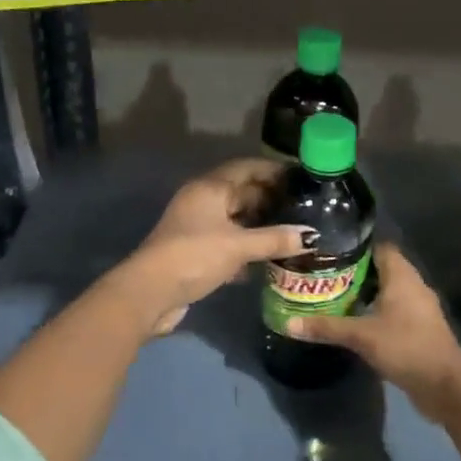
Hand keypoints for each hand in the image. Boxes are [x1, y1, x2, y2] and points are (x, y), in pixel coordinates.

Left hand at [124, 159, 312, 334]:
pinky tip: (269, 259)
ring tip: (292, 232)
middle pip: (242, 192)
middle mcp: (202, 201)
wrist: (150, 292)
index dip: (273, 170)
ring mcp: (197, 226)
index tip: (300, 177)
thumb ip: (275, 239)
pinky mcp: (196, 251)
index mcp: (210, 188)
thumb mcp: (239, 246)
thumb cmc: (195, 256)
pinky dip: (247, 247)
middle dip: (270, 198)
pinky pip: (228, 241)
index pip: (246, 168)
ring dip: (260, 225)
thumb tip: (310, 236)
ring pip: (235, 218)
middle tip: (303, 208)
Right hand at [285, 243, 460, 411]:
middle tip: (325, 274)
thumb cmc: (406, 347)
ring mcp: (419, 308)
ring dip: (365, 293)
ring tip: (334, 295)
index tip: (330, 250)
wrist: (445, 385)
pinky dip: (376, 310)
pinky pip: (394, 309)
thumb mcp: (361, 336)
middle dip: (355, 270)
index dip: (357, 246)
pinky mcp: (419, 328)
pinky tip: (355, 320)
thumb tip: (288, 323)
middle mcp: (413, 285)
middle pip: (382, 268)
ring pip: (388, 290)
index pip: (380, 246)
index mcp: (402, 276)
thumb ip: (326, 327)